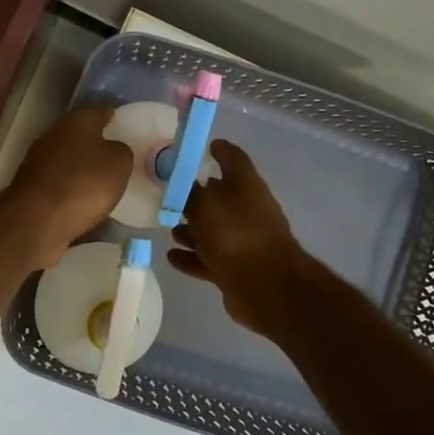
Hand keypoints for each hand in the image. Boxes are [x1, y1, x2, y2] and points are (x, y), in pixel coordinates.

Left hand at [5, 105, 133, 269]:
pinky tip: (81, 198)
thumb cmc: (85, 183)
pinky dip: (69, 186)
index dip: (112, 118)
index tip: (123, 125)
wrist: (38, 219)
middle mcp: (54, 133)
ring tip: (100, 180)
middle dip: (95, 142)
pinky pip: (58, 180)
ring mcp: (38, 159)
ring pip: (66, 157)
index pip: (99, 111)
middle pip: (79, 133)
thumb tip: (113, 149)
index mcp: (78, 120)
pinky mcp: (31, 185)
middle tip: (114, 155)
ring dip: (80, 165)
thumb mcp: (119, 164)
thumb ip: (121, 151)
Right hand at [167, 140, 315, 336]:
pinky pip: (209, 258)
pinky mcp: (236, 268)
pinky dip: (191, 256)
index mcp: (246, 185)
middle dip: (197, 195)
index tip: (202, 146)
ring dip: (191, 229)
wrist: (266, 288)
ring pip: (213, 229)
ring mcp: (243, 241)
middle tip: (170, 193)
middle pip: (220, 196)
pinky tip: (171, 256)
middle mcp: (247, 210)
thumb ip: (186, 191)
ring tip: (168, 228)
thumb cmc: (235, 235)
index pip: (233, 158)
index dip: (219, 150)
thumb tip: (177, 177)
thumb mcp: (204, 205)